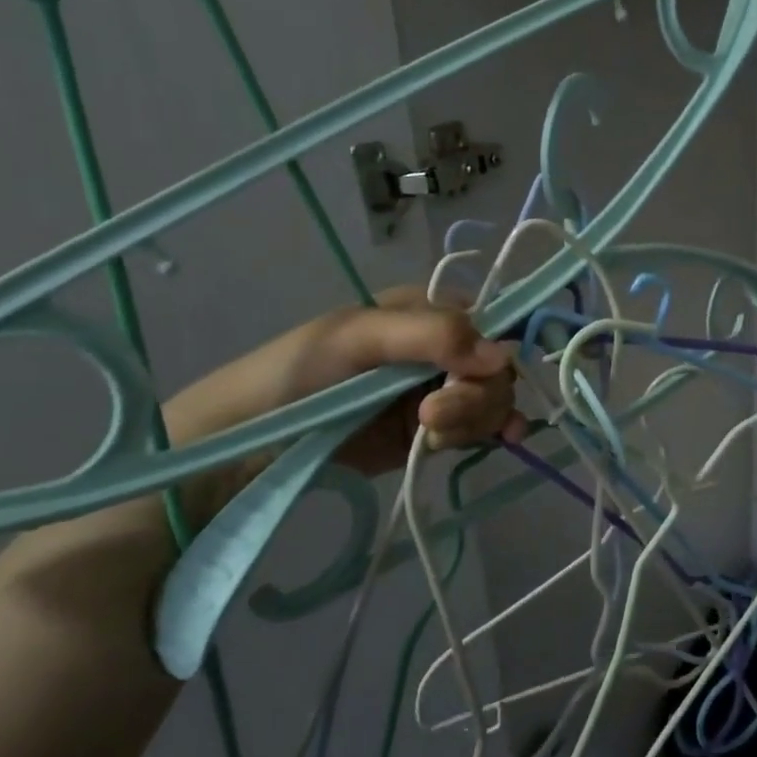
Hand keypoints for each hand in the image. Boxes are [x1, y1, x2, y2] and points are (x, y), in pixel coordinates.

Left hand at [164, 287, 528, 500]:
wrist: (252, 443)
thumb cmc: (298, 373)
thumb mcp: (359, 337)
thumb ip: (432, 335)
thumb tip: (502, 355)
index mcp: (425, 312)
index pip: (490, 323)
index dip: (493, 351)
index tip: (474, 375)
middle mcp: (440, 350)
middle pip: (495, 369)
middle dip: (477, 395)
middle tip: (433, 417)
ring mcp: (437, 392)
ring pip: (491, 400)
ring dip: (475, 420)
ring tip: (431, 437)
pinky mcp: (432, 430)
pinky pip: (478, 427)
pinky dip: (492, 433)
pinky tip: (504, 440)